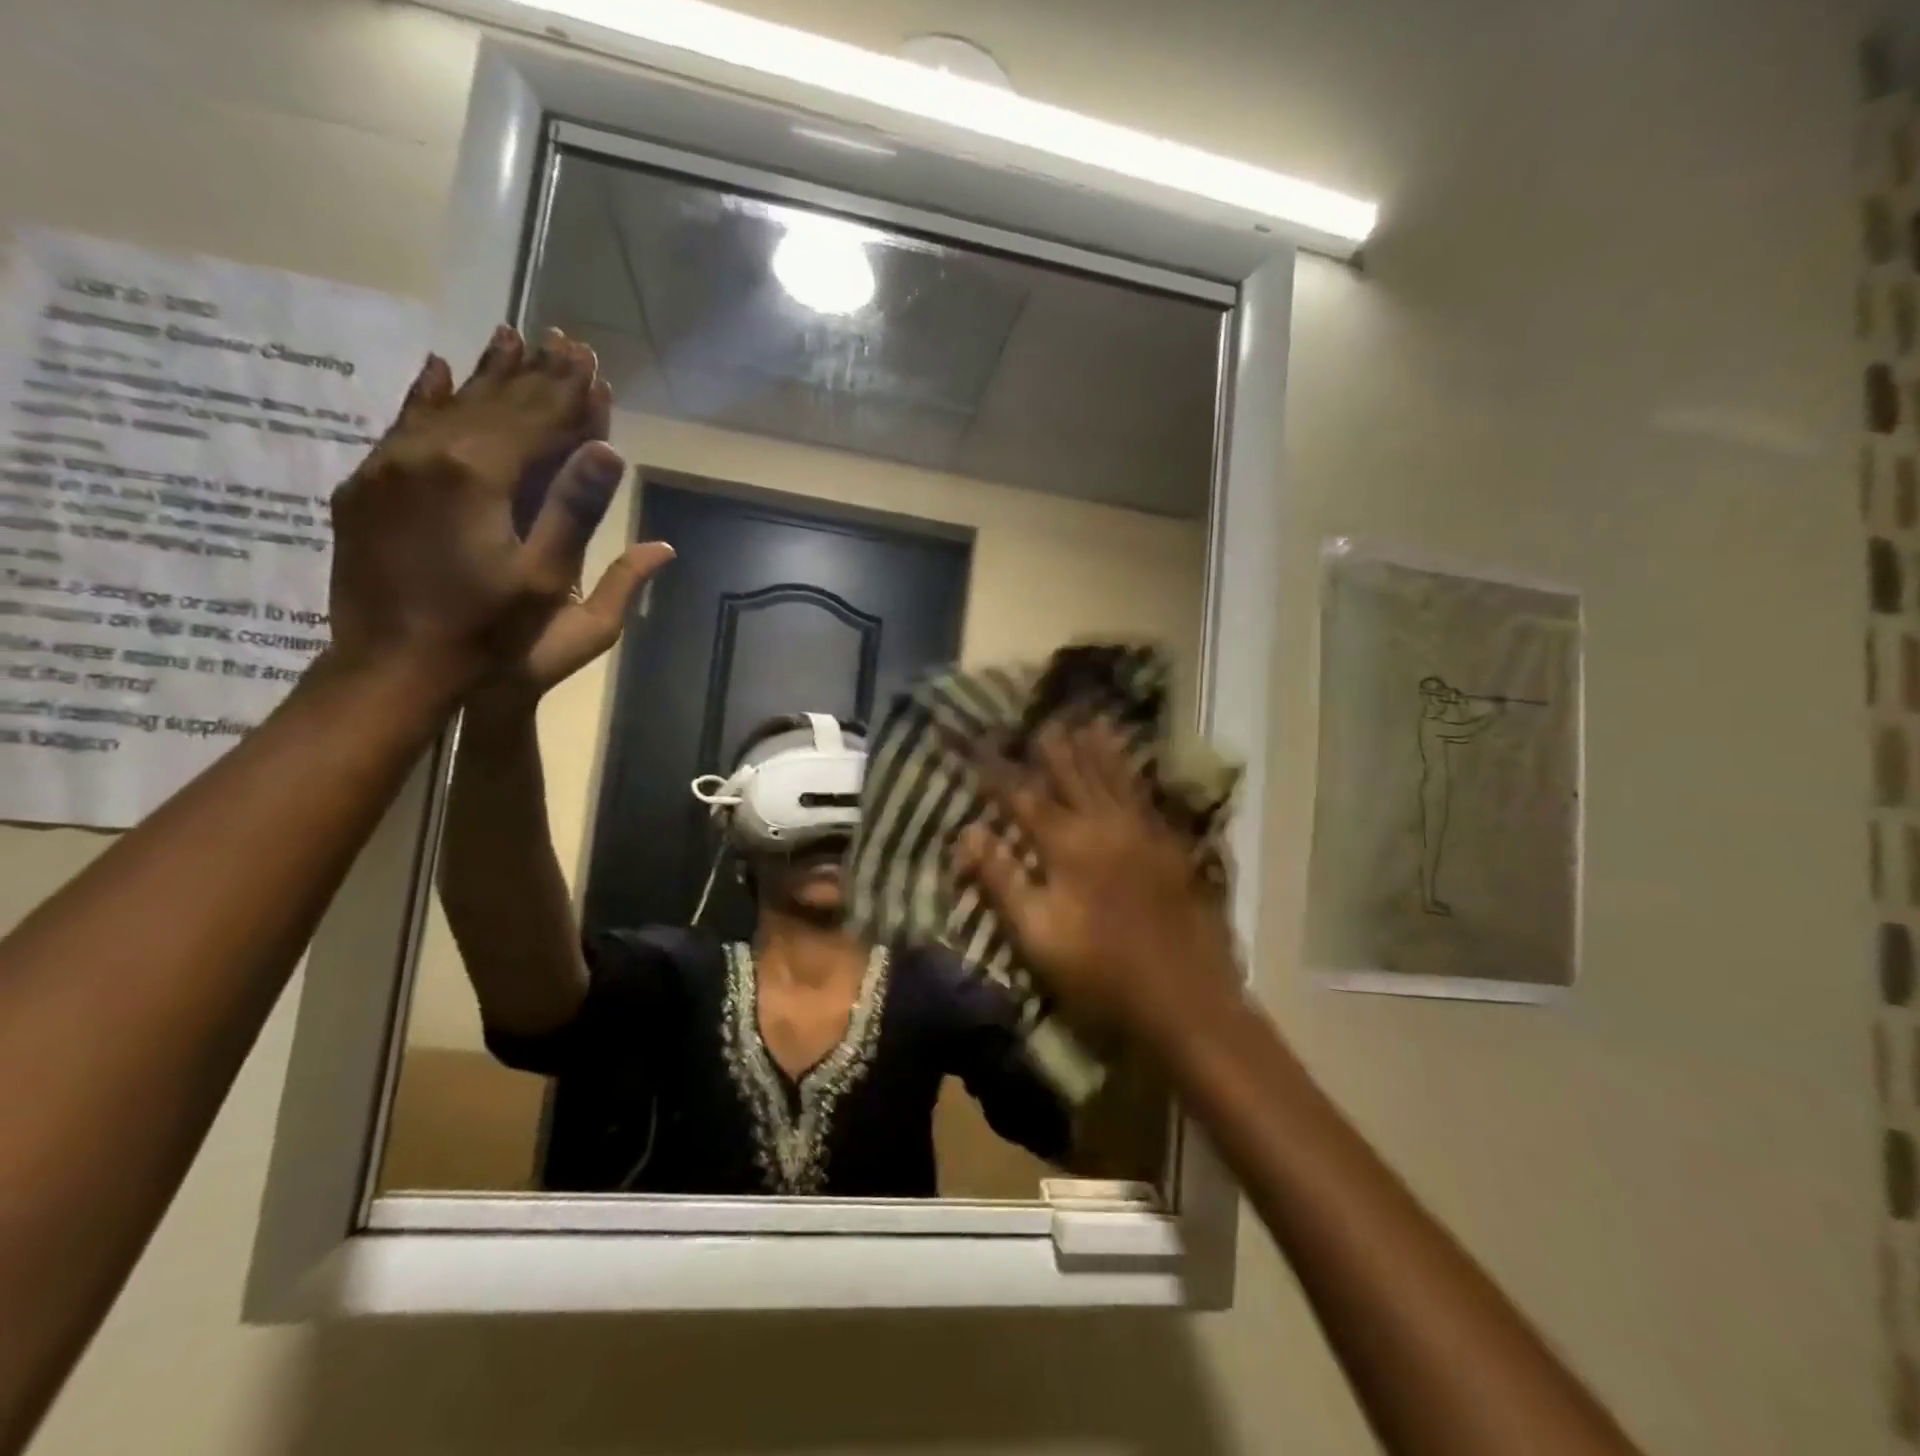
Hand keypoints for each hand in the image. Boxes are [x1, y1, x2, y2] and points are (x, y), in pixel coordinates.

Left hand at [326, 326, 623, 686]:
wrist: (392, 666)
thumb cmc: (487, 632)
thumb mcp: (546, 580)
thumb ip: (575, 511)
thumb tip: (609, 453)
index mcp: (478, 476)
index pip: (536, 419)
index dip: (570, 393)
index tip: (594, 363)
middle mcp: (428, 454)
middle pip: (494, 402)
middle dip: (535, 374)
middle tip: (564, 341)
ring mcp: (389, 466)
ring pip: (448, 404)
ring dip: (486, 374)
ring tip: (512, 338)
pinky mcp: (366, 485)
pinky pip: (403, 423)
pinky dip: (427, 395)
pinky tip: (438, 369)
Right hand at [953, 720, 1240, 1039]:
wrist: (1185, 1002)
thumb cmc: (1100, 975)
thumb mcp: (1036, 935)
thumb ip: (1002, 880)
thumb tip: (968, 831)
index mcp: (1067, 846)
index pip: (1023, 797)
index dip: (998, 772)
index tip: (980, 746)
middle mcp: (1104, 826)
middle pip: (1073, 776)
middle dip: (1053, 748)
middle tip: (1040, 720)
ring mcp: (1143, 834)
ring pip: (1115, 778)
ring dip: (1099, 749)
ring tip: (1088, 721)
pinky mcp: (1171, 848)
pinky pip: (1148, 797)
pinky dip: (1136, 775)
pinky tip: (1133, 766)